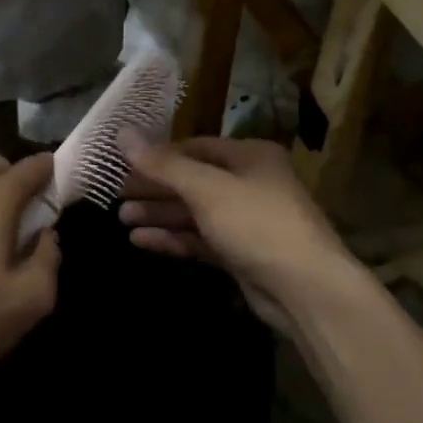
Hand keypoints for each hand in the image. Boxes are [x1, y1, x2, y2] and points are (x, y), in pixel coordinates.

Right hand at [117, 135, 357, 336]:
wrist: (306, 290)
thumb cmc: (257, 223)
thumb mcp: (206, 188)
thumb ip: (163, 164)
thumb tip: (122, 133)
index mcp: (249, 156)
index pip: (195, 147)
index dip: (159, 155)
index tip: (124, 164)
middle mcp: (249, 183)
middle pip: (192, 180)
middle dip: (155, 188)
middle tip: (116, 195)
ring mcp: (246, 221)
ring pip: (195, 212)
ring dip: (160, 214)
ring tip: (121, 219)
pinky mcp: (241, 254)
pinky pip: (200, 239)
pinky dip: (173, 238)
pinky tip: (141, 241)